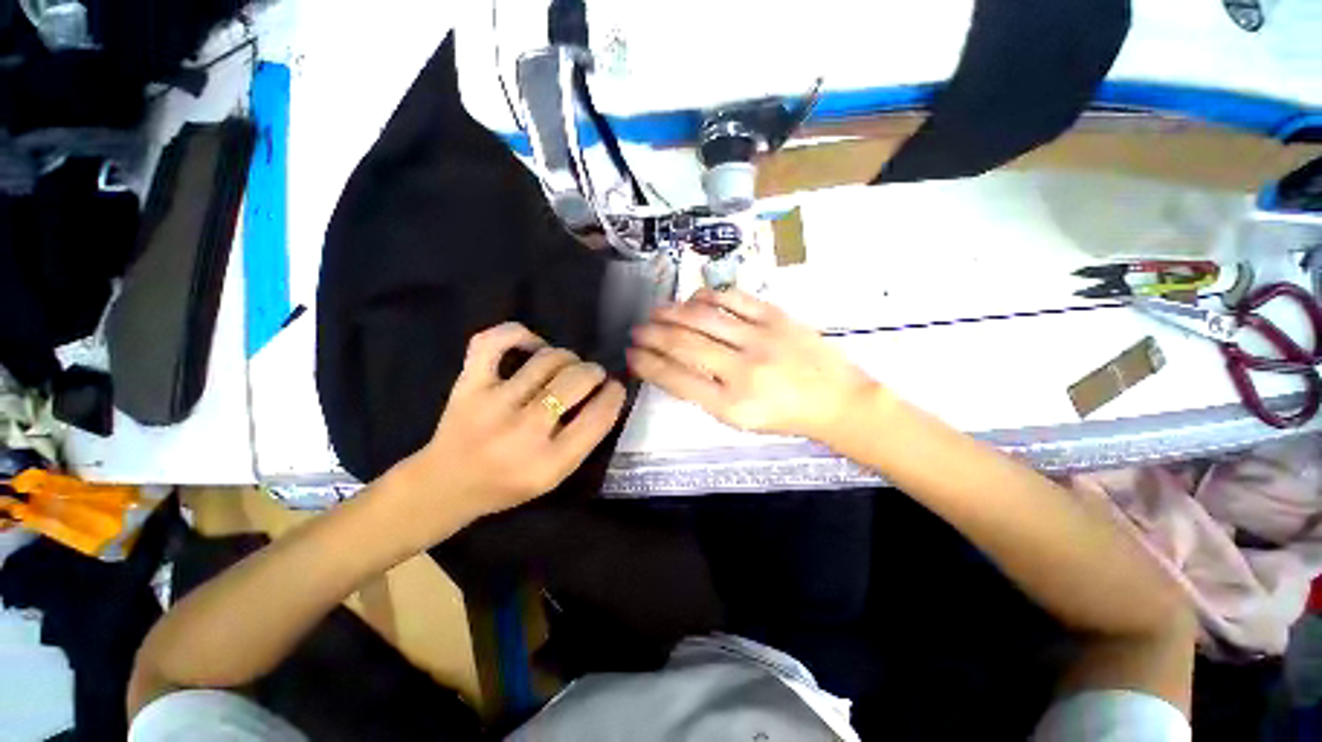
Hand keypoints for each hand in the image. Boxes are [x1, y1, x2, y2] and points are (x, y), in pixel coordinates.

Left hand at [403, 323, 625, 523]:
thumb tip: (605, 393)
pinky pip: (494, 342)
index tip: (615, 386)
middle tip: (593, 375)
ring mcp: (492, 403)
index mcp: (549, 462)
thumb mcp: (556, 475)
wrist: (446, 484)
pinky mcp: (468, 384)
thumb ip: (584, 438)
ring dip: (568, 358)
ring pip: (547, 359)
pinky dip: (519, 334)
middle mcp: (523, 431)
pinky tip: (533, 346)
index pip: (598, 416)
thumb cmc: (508, 484)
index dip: (614, 394)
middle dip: (594, 372)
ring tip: (567, 366)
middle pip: (575, 381)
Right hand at [628, 289, 882, 441]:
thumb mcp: (739, 419)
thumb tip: (671, 367)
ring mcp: (760, 338)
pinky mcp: (776, 317)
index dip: (648, 364)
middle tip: (636, 330)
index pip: (676, 379)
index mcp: (731, 404)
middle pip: (684, 344)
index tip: (631, 355)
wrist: (837, 401)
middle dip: (652, 335)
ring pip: (703, 317)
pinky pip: (732, 298)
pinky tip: (694, 299)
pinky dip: (707, 296)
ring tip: (656, 312)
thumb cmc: (784, 416)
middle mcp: (742, 370)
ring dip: (672, 312)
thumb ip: (704, 394)